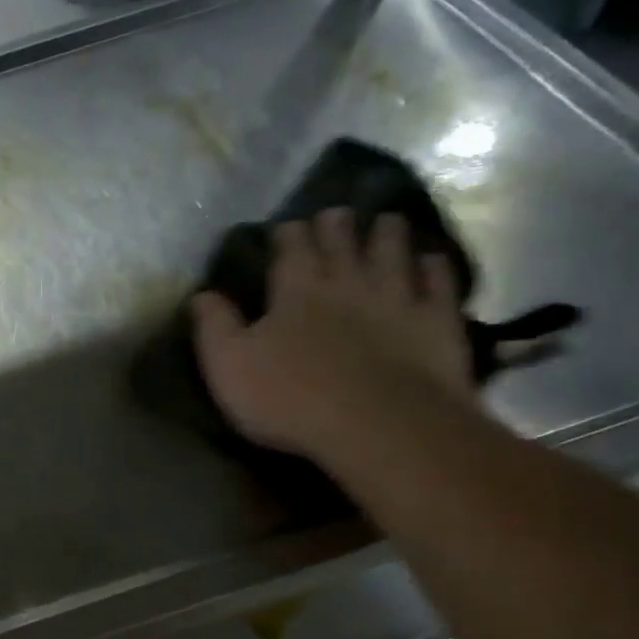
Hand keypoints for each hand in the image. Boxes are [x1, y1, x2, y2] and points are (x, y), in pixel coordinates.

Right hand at [191, 209, 472, 457]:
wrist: (376, 424)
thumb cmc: (291, 398)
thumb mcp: (229, 367)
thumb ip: (214, 328)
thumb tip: (200, 294)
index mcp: (296, 290)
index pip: (291, 248)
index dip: (287, 235)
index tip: (285, 227)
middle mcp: (348, 281)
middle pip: (342, 241)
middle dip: (336, 225)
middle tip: (335, 214)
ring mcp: (397, 297)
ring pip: (393, 251)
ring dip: (387, 235)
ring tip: (385, 222)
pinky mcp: (435, 321)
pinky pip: (437, 283)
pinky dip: (433, 267)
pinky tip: (432, 260)